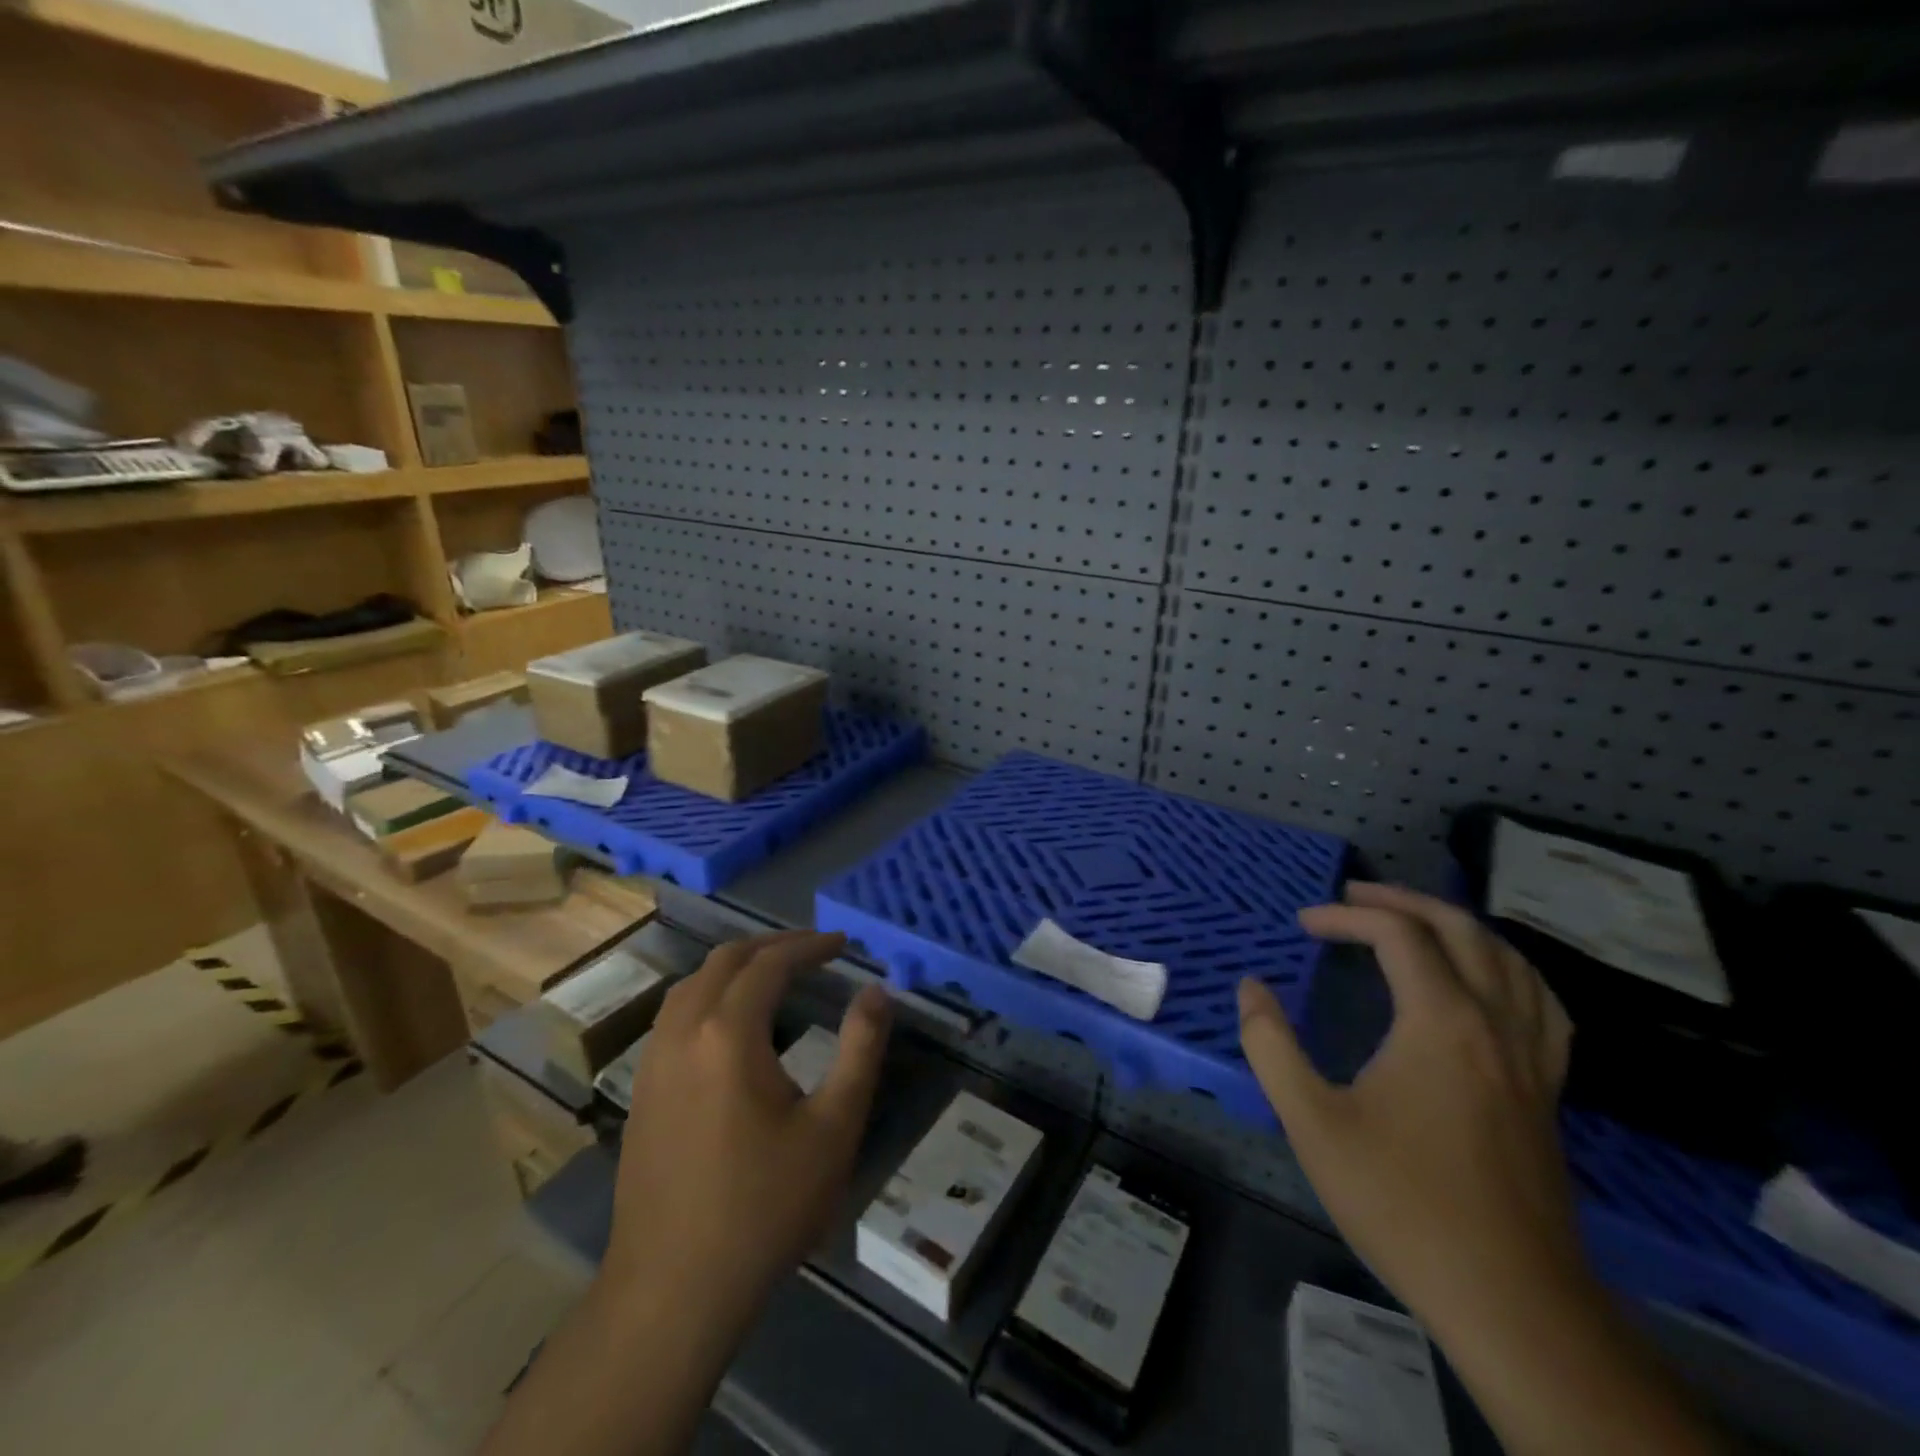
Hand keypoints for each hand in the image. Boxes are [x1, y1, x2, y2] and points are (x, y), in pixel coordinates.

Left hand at [606, 930, 893, 1313]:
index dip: (809, 946)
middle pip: (725, 961)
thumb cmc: (764, 1206)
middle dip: (773, 946)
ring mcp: (653, 1061)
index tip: (843, 945)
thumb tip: (877, 992)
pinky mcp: (640, 1090)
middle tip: (814, 951)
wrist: (674, 1289)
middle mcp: (683, 1032)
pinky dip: (708, 994)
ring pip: (692, 984)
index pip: (770, 963)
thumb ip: (860, 1050)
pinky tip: (729, 1023)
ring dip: (735, 966)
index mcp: (729, 1034)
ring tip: (774, 974)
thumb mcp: (834, 1128)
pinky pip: (674, 1015)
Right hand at [1238, 882, 1582, 1344]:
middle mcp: (1494, 1024)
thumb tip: (1250, 987)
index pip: (1398, 935)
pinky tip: (1490, 983)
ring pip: (1510, 961)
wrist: (1511, 1300)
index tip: (1303, 924)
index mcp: (1441, 1022)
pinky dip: (1509, 971)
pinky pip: (1540, 1004)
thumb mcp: (1312, 1122)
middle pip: (1460, 931)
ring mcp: (1531, 1059)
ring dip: (1458, 927)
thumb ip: (1271, 1045)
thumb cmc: (1402, 1202)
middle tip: (1354, 896)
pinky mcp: (1546, 1092)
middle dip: (1403, 901)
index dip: (1345, 917)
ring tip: (1415, 921)